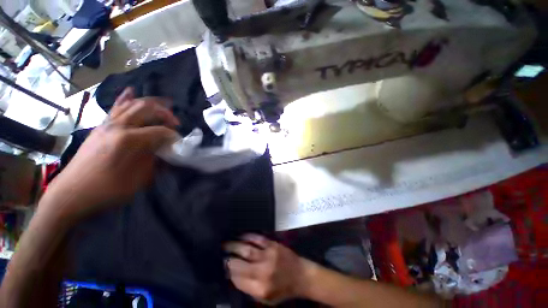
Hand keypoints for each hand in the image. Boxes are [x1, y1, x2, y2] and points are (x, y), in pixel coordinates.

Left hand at [43, 87, 178, 221]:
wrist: (72, 193)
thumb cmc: (108, 189)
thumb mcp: (140, 179)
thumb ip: (156, 161)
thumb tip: (167, 151)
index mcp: (130, 140)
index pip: (160, 131)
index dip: (174, 136)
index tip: (181, 143)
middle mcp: (119, 126)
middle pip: (147, 109)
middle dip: (165, 113)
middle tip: (176, 122)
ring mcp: (107, 124)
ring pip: (131, 104)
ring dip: (150, 103)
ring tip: (164, 104)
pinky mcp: (100, 127)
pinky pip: (115, 108)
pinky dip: (126, 98)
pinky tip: (131, 91)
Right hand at [224, 234, 311, 304]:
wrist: (300, 275)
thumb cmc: (283, 290)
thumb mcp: (265, 299)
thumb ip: (249, 289)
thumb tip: (233, 276)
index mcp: (260, 288)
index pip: (237, 279)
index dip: (228, 272)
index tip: (223, 266)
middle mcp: (262, 271)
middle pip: (239, 264)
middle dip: (228, 259)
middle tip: (221, 254)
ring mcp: (268, 256)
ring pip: (246, 249)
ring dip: (234, 246)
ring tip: (225, 244)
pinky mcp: (273, 245)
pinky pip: (258, 238)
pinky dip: (248, 236)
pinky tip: (241, 235)